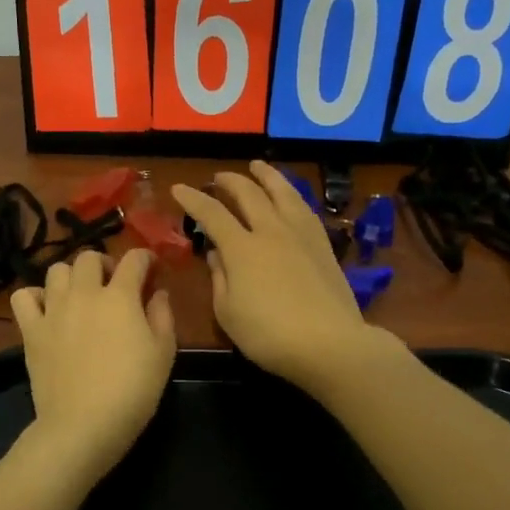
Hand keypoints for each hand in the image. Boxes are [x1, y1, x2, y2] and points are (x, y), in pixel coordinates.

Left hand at [11, 247, 176, 484]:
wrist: (83, 425)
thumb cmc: (132, 391)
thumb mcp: (163, 354)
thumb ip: (162, 316)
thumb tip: (157, 292)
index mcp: (120, 296)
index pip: (134, 259)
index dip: (145, 258)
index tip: (150, 269)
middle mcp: (84, 293)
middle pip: (90, 257)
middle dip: (105, 263)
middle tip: (113, 284)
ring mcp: (53, 309)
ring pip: (57, 270)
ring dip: (72, 276)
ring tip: (80, 295)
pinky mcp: (31, 330)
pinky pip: (24, 296)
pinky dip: (35, 296)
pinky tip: (47, 309)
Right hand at [172, 161, 378, 392]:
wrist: (330, 343)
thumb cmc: (269, 335)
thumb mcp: (228, 313)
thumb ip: (219, 279)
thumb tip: (217, 254)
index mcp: (242, 248)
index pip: (212, 214)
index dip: (193, 199)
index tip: (179, 188)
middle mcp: (271, 231)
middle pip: (249, 194)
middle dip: (230, 182)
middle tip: (218, 177)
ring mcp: (301, 234)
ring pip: (282, 192)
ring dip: (266, 176)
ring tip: (258, 166)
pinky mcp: (323, 245)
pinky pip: (304, 208)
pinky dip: (291, 195)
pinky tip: (290, 197)